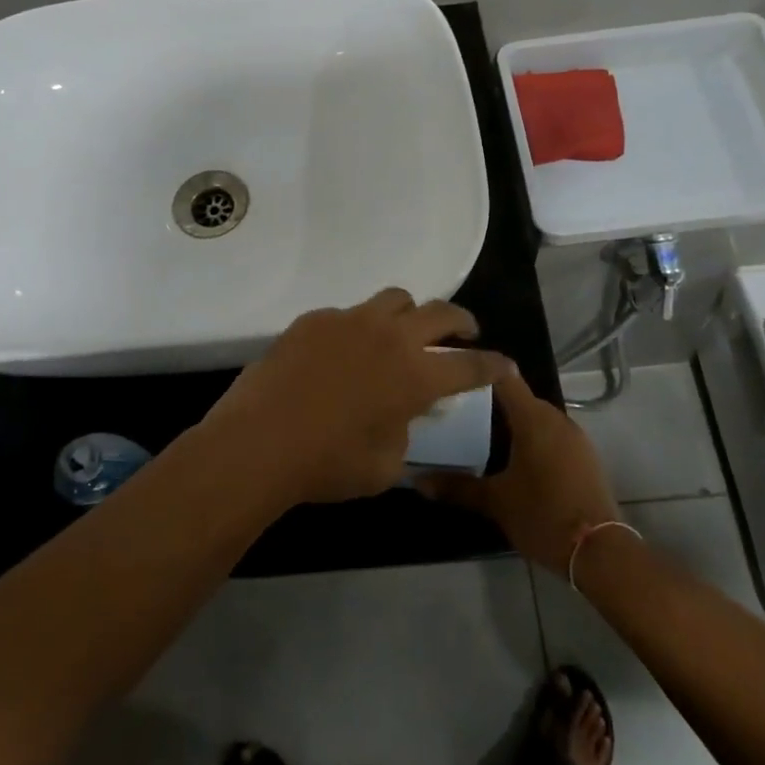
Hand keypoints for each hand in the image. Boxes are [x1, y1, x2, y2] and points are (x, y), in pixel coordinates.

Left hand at [203, 288, 513, 505]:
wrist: (260, 441)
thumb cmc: (328, 463)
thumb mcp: (385, 466)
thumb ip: (405, 434)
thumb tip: (402, 416)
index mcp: (416, 374)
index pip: (469, 365)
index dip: (492, 365)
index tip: (504, 364)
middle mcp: (390, 336)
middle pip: (440, 312)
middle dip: (461, 321)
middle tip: (464, 332)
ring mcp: (350, 321)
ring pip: (394, 298)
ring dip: (410, 313)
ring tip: (404, 331)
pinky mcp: (315, 319)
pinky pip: (348, 314)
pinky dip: (359, 329)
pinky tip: (344, 353)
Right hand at [415, 368, 620, 573]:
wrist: (602, 553)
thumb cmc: (543, 515)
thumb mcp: (495, 502)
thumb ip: (457, 487)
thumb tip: (418, 481)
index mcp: (533, 418)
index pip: (503, 376)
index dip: (478, 370)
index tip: (453, 373)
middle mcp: (556, 419)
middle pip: (519, 396)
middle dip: (489, 402)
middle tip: (456, 412)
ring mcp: (574, 437)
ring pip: (535, 417)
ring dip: (511, 423)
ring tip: (478, 435)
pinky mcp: (584, 457)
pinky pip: (550, 435)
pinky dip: (530, 439)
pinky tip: (511, 459)